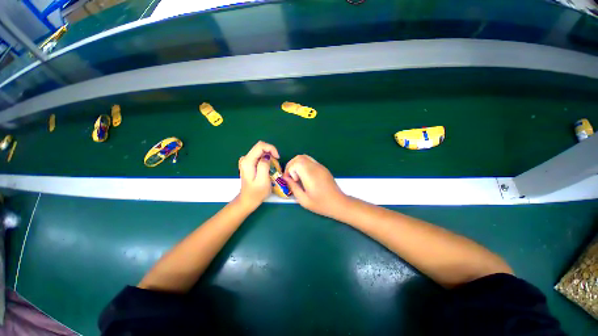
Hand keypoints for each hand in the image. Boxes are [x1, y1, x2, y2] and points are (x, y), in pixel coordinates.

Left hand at [238, 141, 279, 208]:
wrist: (247, 200)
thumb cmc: (256, 193)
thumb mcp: (263, 181)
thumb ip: (264, 166)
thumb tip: (267, 156)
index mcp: (248, 162)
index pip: (260, 146)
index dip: (271, 148)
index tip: (277, 157)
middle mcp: (245, 159)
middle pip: (260, 147)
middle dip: (270, 152)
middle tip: (276, 163)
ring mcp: (246, 161)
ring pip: (260, 151)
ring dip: (269, 156)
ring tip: (273, 166)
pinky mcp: (248, 163)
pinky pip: (259, 156)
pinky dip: (266, 159)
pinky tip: (268, 167)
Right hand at [283, 155, 347, 217]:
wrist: (339, 203)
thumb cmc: (321, 204)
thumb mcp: (304, 200)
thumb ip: (293, 187)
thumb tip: (286, 179)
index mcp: (311, 175)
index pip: (296, 163)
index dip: (289, 170)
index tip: (291, 180)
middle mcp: (315, 168)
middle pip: (299, 157)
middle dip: (291, 165)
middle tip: (290, 176)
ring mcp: (320, 166)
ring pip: (305, 157)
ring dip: (297, 164)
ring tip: (296, 175)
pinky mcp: (323, 168)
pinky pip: (310, 161)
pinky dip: (303, 165)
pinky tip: (304, 176)